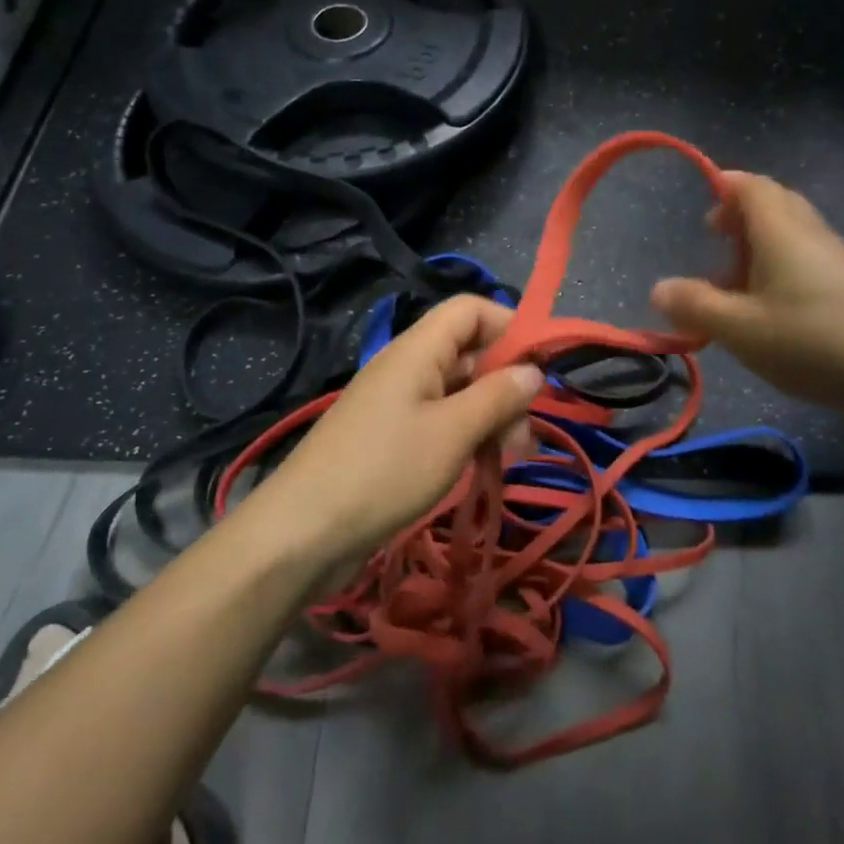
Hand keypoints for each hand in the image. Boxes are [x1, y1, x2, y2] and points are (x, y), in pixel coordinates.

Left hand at [256, 297, 543, 565]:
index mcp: (417, 350)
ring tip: (512, 458)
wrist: (302, 533)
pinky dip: (467, 438)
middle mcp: (407, 368)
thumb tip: (534, 370)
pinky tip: (484, 467)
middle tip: (527, 432)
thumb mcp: (452, 432)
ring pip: (458, 393)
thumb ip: (498, 396)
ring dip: (491, 417)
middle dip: (506, 385)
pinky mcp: (391, 439)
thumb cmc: (384, 471)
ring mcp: (398, 404)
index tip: (541, 366)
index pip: (470, 310)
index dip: (508, 326)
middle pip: (469, 353)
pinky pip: (440, 423)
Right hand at [650, 171, 843, 410]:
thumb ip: (695, 306)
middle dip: (739, 218)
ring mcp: (835, 257)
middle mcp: (809, 231)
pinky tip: (770, 312)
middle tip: (714, 242)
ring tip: (734, 286)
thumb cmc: (811, 340)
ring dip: (757, 249)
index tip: (701, 211)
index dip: (722, 186)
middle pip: (772, 204)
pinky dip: (779, 270)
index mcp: (780, 228)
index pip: (749, 185)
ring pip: (790, 235)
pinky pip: (805, 259)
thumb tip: (658, 288)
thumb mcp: (740, 328)